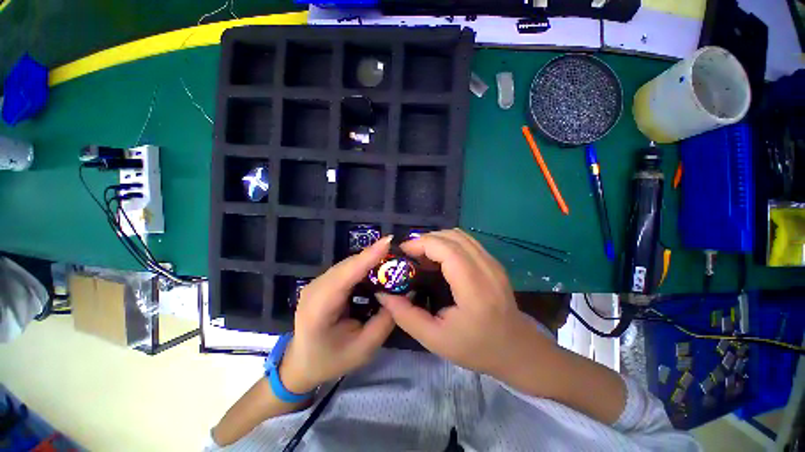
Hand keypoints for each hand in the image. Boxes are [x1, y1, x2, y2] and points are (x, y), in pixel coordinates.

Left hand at [280, 237, 395, 392]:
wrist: (302, 363)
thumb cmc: (332, 359)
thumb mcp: (364, 348)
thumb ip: (385, 320)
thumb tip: (404, 293)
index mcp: (319, 309)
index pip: (346, 275)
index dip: (368, 256)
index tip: (388, 241)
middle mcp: (314, 289)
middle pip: (348, 265)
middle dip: (373, 256)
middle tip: (399, 253)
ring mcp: (315, 283)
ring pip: (347, 264)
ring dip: (369, 259)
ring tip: (391, 258)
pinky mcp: (321, 282)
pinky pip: (345, 269)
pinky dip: (362, 266)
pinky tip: (375, 268)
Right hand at [376, 229, 545, 377]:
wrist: (517, 349)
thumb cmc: (476, 348)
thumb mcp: (435, 339)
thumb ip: (406, 315)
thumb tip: (383, 294)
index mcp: (474, 288)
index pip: (446, 249)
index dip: (421, 243)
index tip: (403, 252)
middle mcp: (486, 268)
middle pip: (451, 236)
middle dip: (425, 240)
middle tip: (409, 256)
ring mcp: (493, 262)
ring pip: (459, 235)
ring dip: (437, 239)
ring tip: (422, 256)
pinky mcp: (493, 262)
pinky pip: (467, 241)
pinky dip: (448, 243)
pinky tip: (439, 258)